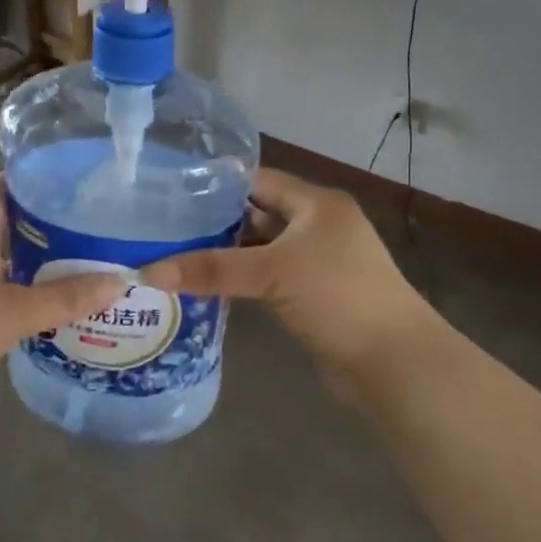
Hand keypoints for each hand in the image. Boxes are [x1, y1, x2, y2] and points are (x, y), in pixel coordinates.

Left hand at [0, 174, 123, 401]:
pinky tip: (46, 309)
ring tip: (82, 268)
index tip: (86, 187)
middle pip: (10, 221)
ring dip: (35, 263)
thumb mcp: (13, 311)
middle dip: (50, 227)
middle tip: (95, 233)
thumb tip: (120, 282)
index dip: (45, 180)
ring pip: (1, 259)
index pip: (10, 183)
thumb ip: (66, 298)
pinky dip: (17, 293)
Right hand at [140, 169, 433, 394]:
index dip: (218, 185)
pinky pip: (269, 277)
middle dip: (217, 221)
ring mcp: (318, 261)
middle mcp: (318, 225)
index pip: (259, 180)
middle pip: (259, 213)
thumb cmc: (336, 296)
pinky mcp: (314, 294)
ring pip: (263, 248)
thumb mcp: (271, 273)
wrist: (391, 361)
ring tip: (177, 254)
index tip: (172, 192)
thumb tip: (148, 272)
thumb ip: (212, 269)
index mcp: (316, 203)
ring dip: (228, 254)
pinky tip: (208, 286)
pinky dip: (243, 280)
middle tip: (166, 227)